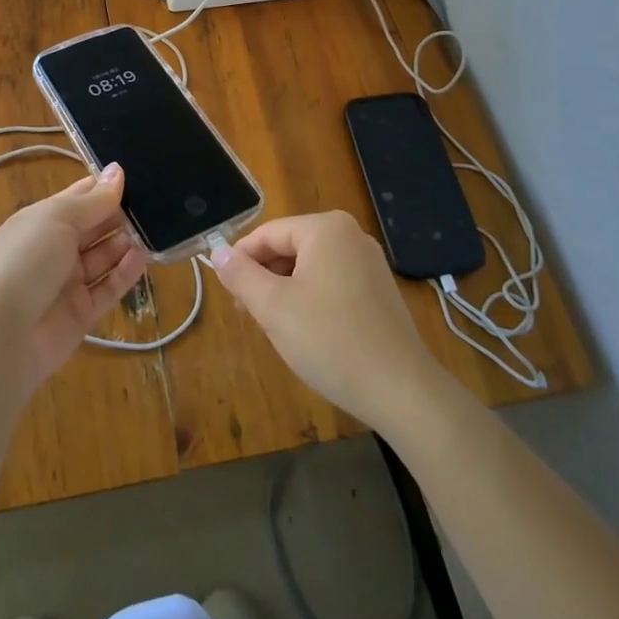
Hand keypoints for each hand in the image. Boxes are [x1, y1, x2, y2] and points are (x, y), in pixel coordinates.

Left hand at [0, 164, 148, 388]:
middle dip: (120, 215)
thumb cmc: (25, 261)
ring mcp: (67, 283)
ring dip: (125, 243)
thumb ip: (93, 200)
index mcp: (40, 221)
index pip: (78, 198)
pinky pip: (108, 288)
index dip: (104, 187)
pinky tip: (144, 258)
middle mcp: (54, 249)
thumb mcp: (57, 219)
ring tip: (155, 229)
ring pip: (104, 257)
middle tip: (156, 203)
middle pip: (93, 227)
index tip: (138, 176)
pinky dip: (126, 273)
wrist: (0, 336)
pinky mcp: (81, 314)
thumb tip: (118, 171)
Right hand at [211, 210, 442, 427]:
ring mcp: (369, 262)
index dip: (240, 260)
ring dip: (285, 291)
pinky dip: (311, 299)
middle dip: (265, 277)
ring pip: (309, 267)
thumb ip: (240, 275)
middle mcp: (350, 235)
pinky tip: (307, 332)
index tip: (226, 292)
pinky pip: (332, 282)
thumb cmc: (330, 340)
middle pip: (290, 247)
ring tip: (275, 326)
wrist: (401, 390)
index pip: (268, 233)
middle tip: (248, 314)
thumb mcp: (273, 307)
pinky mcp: (379, 289)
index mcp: (325, 228)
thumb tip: (217, 251)